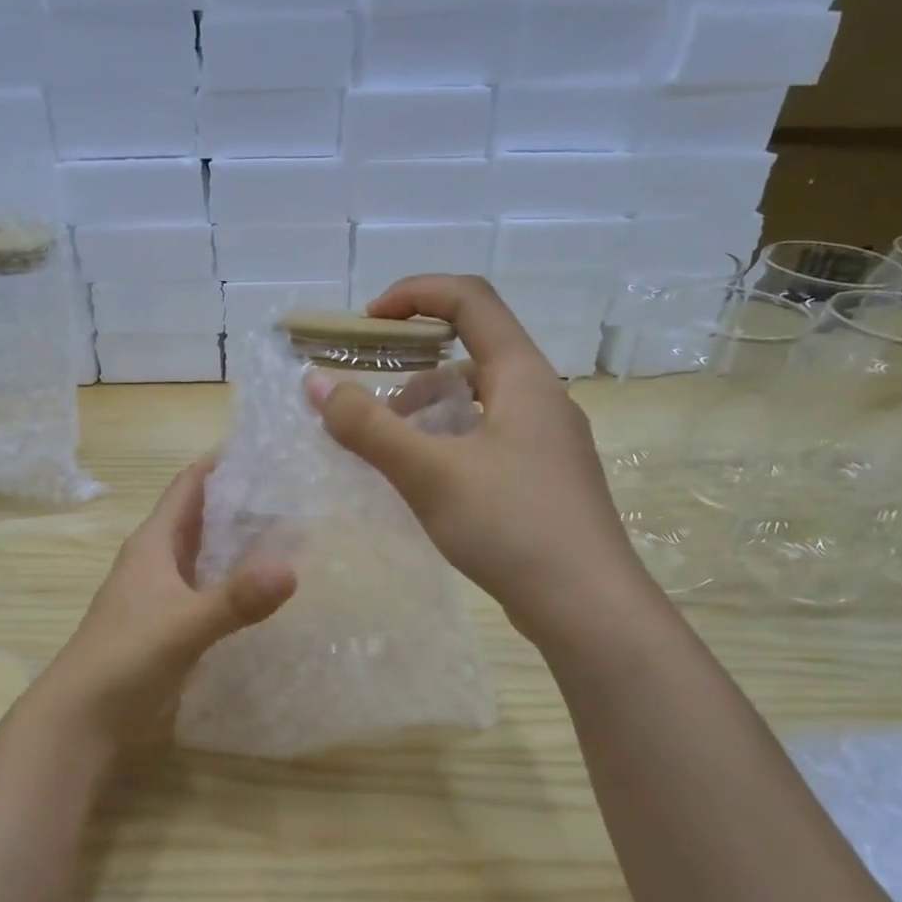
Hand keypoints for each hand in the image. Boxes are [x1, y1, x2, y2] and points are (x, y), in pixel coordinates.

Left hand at [28, 459, 295, 750]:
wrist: (82, 721)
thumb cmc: (124, 659)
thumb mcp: (183, 625)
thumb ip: (236, 600)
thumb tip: (292, 568)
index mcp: (154, 544)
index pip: (190, 485)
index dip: (222, 462)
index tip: (269, 445)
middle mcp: (158, 561)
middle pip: (203, 517)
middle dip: (243, 500)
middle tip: (299, 488)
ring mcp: (164, 595)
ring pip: (207, 554)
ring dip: (242, 542)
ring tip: (296, 529)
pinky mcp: (172, 626)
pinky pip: (210, 590)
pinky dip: (236, 582)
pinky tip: (269, 589)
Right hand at [312, 275, 647, 642]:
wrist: (587, 607)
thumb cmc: (510, 526)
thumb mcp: (428, 472)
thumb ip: (368, 426)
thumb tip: (314, 382)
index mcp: (523, 377)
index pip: (470, 301)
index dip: (415, 294)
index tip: (366, 322)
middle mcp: (542, 398)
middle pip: (472, 354)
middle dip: (411, 370)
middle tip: (369, 407)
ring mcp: (548, 442)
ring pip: (479, 403)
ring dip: (429, 414)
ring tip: (391, 454)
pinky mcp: (546, 480)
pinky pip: (488, 440)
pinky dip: (449, 445)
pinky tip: (429, 485)